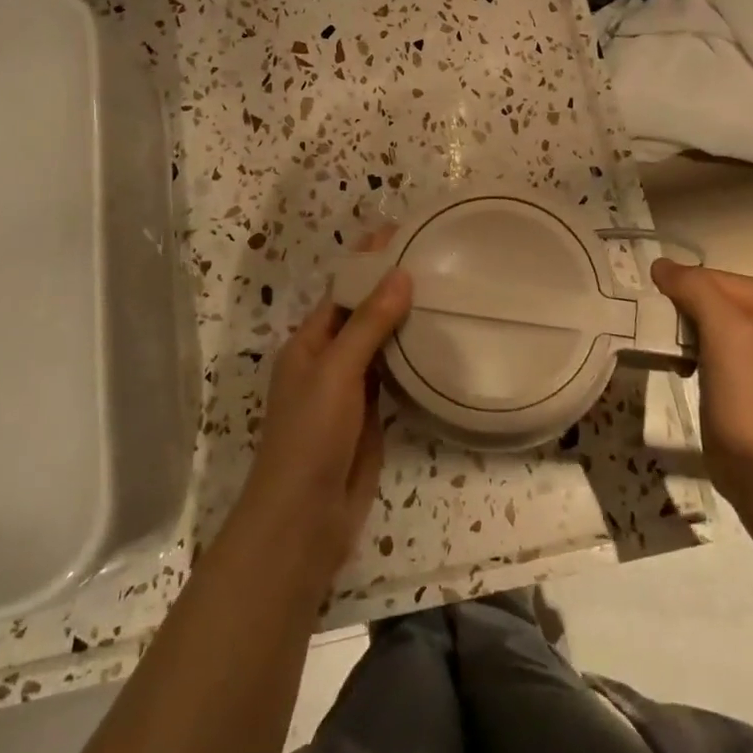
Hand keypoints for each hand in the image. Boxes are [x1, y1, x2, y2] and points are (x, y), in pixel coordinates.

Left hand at [237, 259, 411, 583]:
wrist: (305, 520)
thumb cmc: (310, 437)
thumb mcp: (336, 373)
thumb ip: (368, 324)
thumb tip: (401, 275)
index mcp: (309, 343)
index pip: (343, 291)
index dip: (369, 262)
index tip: (404, 233)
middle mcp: (329, 360)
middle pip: (363, 314)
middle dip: (393, 288)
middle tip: (438, 260)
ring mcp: (351, 390)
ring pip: (381, 344)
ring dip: (405, 321)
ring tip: (446, 291)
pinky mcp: (373, 416)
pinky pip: (394, 376)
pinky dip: (413, 357)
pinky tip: (441, 342)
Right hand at [649, 263, 752, 500]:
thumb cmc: (748, 392)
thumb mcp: (726, 330)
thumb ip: (695, 288)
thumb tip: (658, 264)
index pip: (703, 275)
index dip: (676, 292)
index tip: (655, 315)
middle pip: (697, 295)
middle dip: (673, 313)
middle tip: (658, 335)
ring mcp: (743, 343)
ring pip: (691, 320)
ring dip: (672, 334)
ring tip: (666, 354)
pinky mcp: (727, 369)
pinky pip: (693, 344)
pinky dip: (678, 352)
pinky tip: (676, 368)